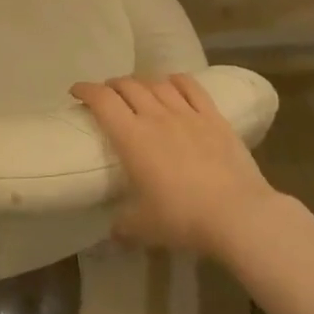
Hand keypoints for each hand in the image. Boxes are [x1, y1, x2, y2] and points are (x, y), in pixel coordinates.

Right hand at [72, 74, 277, 256]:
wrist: (237, 214)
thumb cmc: (182, 218)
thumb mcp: (143, 228)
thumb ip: (123, 226)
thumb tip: (113, 233)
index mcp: (131, 137)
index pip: (102, 100)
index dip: (85, 90)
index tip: (76, 92)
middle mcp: (156, 116)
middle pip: (128, 86)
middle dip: (112, 86)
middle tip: (106, 95)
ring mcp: (187, 113)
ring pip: (157, 83)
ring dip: (141, 82)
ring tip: (137, 90)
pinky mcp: (214, 117)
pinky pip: (191, 87)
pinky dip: (176, 80)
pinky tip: (172, 83)